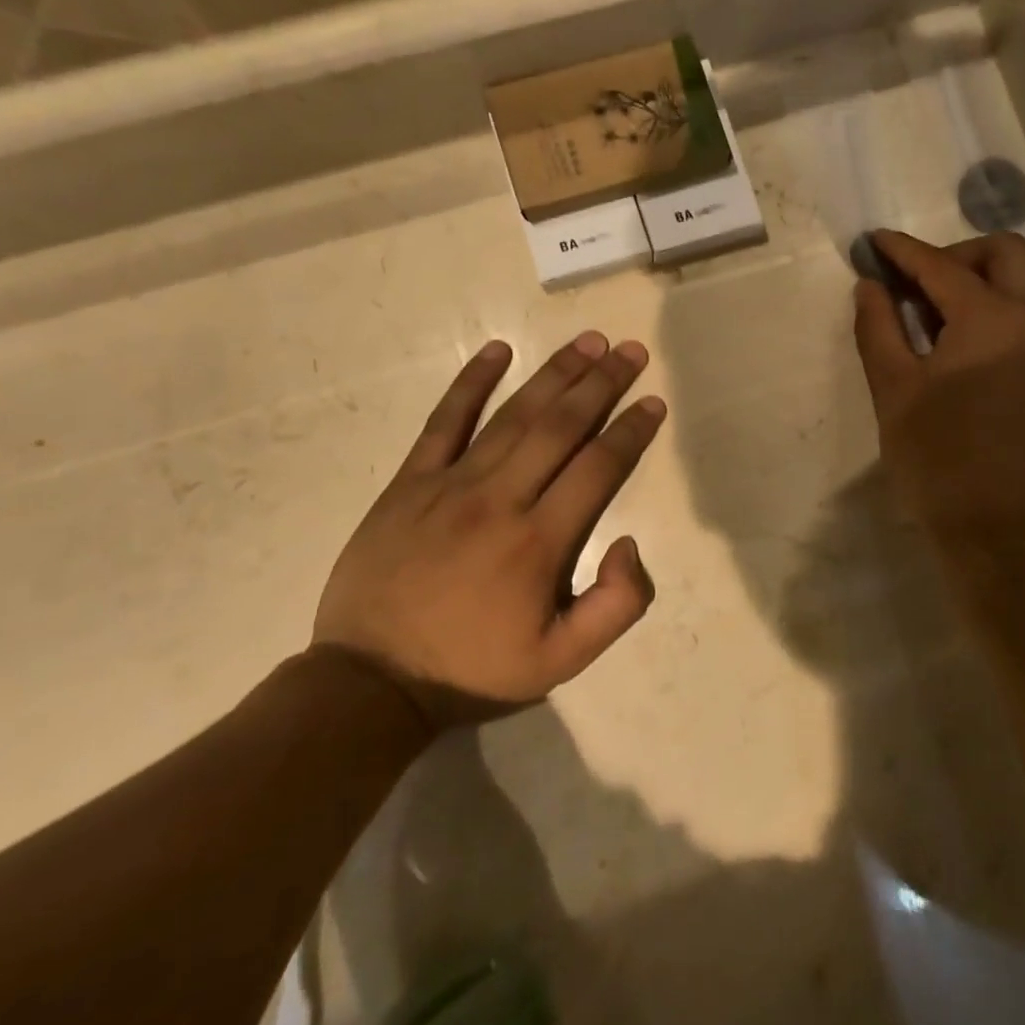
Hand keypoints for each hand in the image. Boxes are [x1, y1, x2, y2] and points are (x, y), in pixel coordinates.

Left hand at [313, 333, 667, 731]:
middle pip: (561, 426)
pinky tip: (497, 350)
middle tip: (630, 350)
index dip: (631, 431)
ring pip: (514, 415)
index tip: (653, 402)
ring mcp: (450, 484)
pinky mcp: (410, 482)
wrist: (371, 683)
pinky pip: (444, 421)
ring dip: (555, 373)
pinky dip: (470, 382)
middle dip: (602, 383)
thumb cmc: (474, 671)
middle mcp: (500, 499)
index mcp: (540, 542)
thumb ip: (616, 607)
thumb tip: (629, 542)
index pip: (598, 467)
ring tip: (587, 341)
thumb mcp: (561, 662)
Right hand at [853, 230, 1024, 561]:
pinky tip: (968, 336)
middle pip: (1004, 253)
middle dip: (955, 255)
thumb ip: (878, 327)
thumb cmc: (937, 459)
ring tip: (939, 309)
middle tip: (915, 283)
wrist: (1000, 528)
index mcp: (992, 321)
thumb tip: (870, 285)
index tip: (874, 242)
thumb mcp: (893, 390)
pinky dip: (1004, 303)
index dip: (903, 251)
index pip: (942, 266)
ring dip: (984, 276)